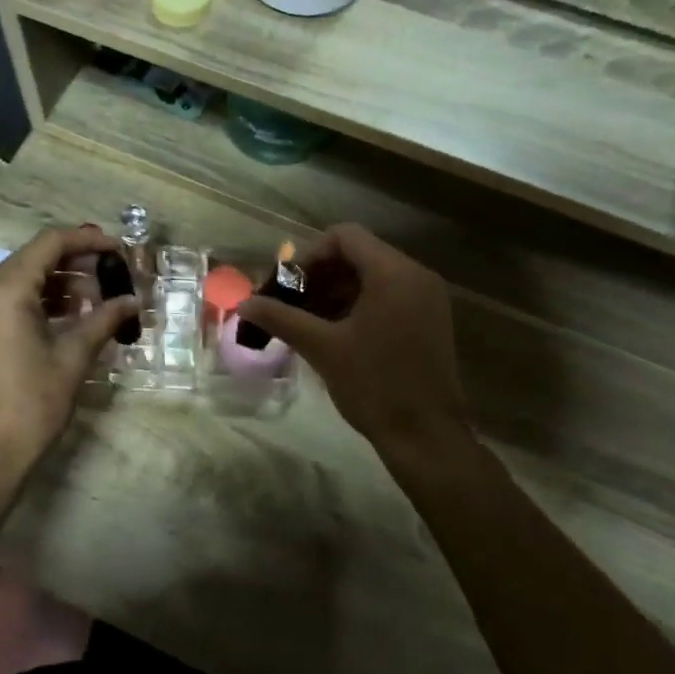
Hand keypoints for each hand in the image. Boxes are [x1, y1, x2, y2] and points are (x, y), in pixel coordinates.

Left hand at [0, 225, 138, 478]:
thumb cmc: (33, 403)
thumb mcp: (74, 356)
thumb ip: (104, 319)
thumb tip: (133, 301)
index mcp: (4, 290)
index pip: (50, 243)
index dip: (88, 240)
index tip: (118, 249)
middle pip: (34, 257)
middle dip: (76, 262)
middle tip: (112, 276)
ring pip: (22, 278)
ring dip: (59, 282)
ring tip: (96, 299)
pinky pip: (9, 299)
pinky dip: (40, 300)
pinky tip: (69, 316)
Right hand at [238, 225, 468, 450]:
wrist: (426, 436)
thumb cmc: (374, 385)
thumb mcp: (322, 348)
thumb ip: (281, 318)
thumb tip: (244, 305)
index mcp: (393, 274)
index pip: (345, 236)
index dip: (310, 255)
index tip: (288, 286)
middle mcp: (416, 276)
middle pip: (359, 255)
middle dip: (320, 276)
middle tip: (292, 305)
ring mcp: (428, 298)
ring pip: (373, 277)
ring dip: (337, 292)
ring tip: (308, 323)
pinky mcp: (430, 320)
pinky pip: (389, 296)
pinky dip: (359, 305)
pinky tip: (335, 333)